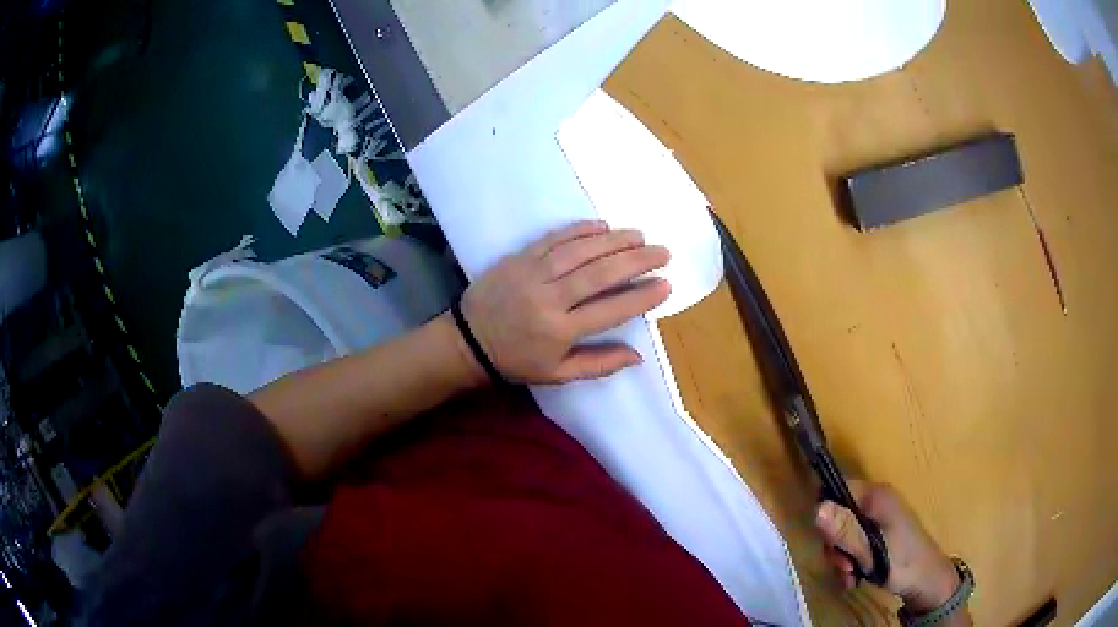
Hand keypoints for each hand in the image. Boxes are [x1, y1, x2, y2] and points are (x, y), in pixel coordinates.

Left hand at [461, 221, 670, 384]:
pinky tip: (602, 226)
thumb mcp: (557, 374)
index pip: (611, 310)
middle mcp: (549, 298)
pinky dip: (580, 230)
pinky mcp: (520, 257)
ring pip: (580, 251)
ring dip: (613, 241)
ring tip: (640, 236)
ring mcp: (533, 273)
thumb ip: (598, 364)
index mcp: (560, 331)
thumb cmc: (516, 360)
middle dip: (636, 261)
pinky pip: (554, 238)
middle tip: (662, 252)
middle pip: (600, 274)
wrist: (468, 339)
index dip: (642, 297)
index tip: (666, 285)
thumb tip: (638, 356)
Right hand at [815, 482, 959, 613]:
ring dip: (841, 559)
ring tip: (851, 577)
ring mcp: (877, 516)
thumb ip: (845, 531)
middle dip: (835, 547)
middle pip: (837, 516)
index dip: (826, 516)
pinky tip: (854, 578)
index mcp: (876, 496)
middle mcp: (875, 500)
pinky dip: (849, 561)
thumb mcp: (871, 551)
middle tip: (845, 568)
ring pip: (842, 533)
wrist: (927, 581)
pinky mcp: (877, 532)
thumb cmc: (902, 563)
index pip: (836, 491)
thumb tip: (816, 509)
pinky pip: (853, 543)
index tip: (830, 545)